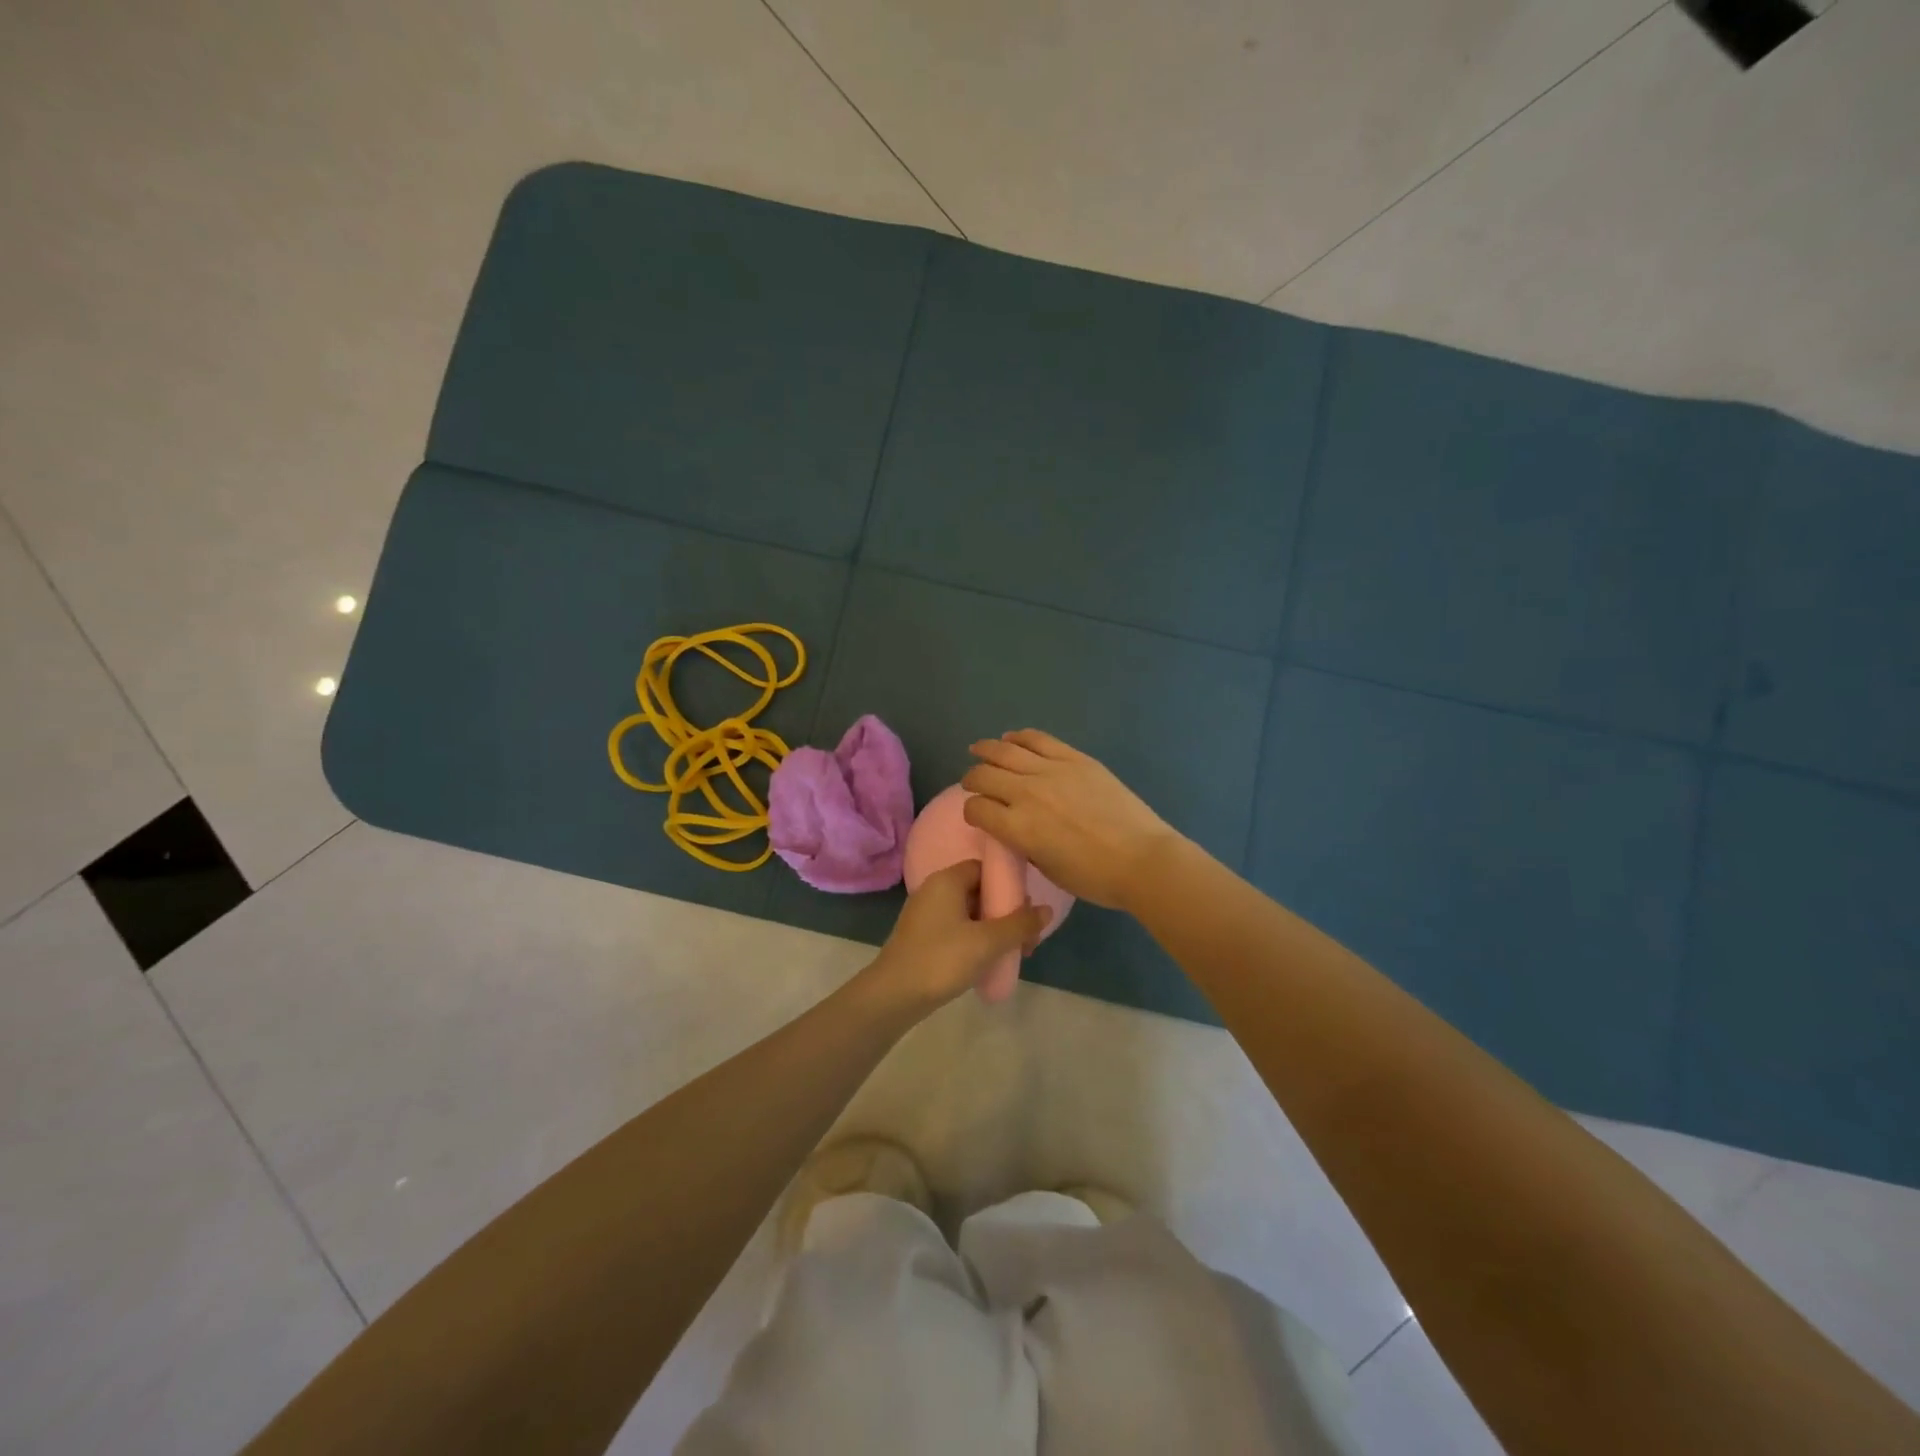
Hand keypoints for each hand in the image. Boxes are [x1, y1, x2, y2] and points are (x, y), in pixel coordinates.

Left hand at [863, 860, 1051, 1013]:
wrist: (894, 995)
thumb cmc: (942, 959)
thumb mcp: (987, 941)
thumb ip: (1019, 924)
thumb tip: (1047, 910)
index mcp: (947, 880)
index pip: (984, 867)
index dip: (1008, 883)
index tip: (1028, 906)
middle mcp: (934, 889)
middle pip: (979, 890)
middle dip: (1006, 911)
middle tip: (1027, 937)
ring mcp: (926, 914)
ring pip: (969, 912)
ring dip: (993, 928)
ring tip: (1015, 952)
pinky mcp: (923, 936)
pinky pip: (957, 928)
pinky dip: (976, 938)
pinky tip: (990, 960)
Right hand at [961, 729, 1182, 909]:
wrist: (1142, 859)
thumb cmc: (1095, 877)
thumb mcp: (1047, 868)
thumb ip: (1024, 845)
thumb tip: (1016, 829)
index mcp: (1017, 827)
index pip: (976, 809)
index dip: (971, 811)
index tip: (977, 815)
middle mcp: (1026, 793)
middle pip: (983, 775)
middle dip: (972, 779)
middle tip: (973, 782)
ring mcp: (1052, 771)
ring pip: (1005, 750)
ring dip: (986, 750)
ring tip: (979, 750)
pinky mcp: (1075, 759)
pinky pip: (1039, 739)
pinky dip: (1020, 737)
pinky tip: (1012, 738)